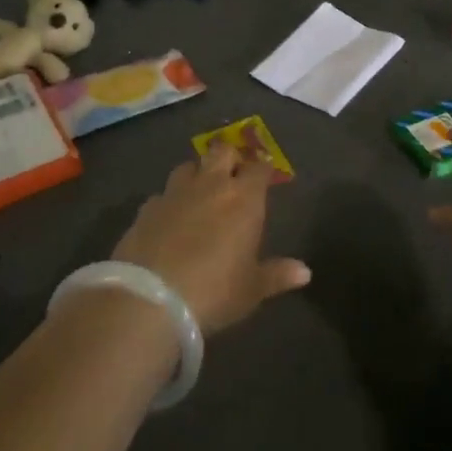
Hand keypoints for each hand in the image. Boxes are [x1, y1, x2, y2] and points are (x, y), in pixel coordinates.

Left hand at [112, 139, 310, 333]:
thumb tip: (305, 271)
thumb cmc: (214, 292)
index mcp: (243, 199)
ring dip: (197, 173)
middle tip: (233, 174)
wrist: (150, 299)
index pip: (259, 169)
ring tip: (199, 190)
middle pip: (222, 151)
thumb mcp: (251, 289)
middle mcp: (210, 185)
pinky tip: (169, 217)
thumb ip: (277, 275)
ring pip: (188, 166)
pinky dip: (169, 200)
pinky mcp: (146, 208)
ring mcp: (175, 193)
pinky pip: (162, 194)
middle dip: (230, 157)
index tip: (265, 176)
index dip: (263, 170)